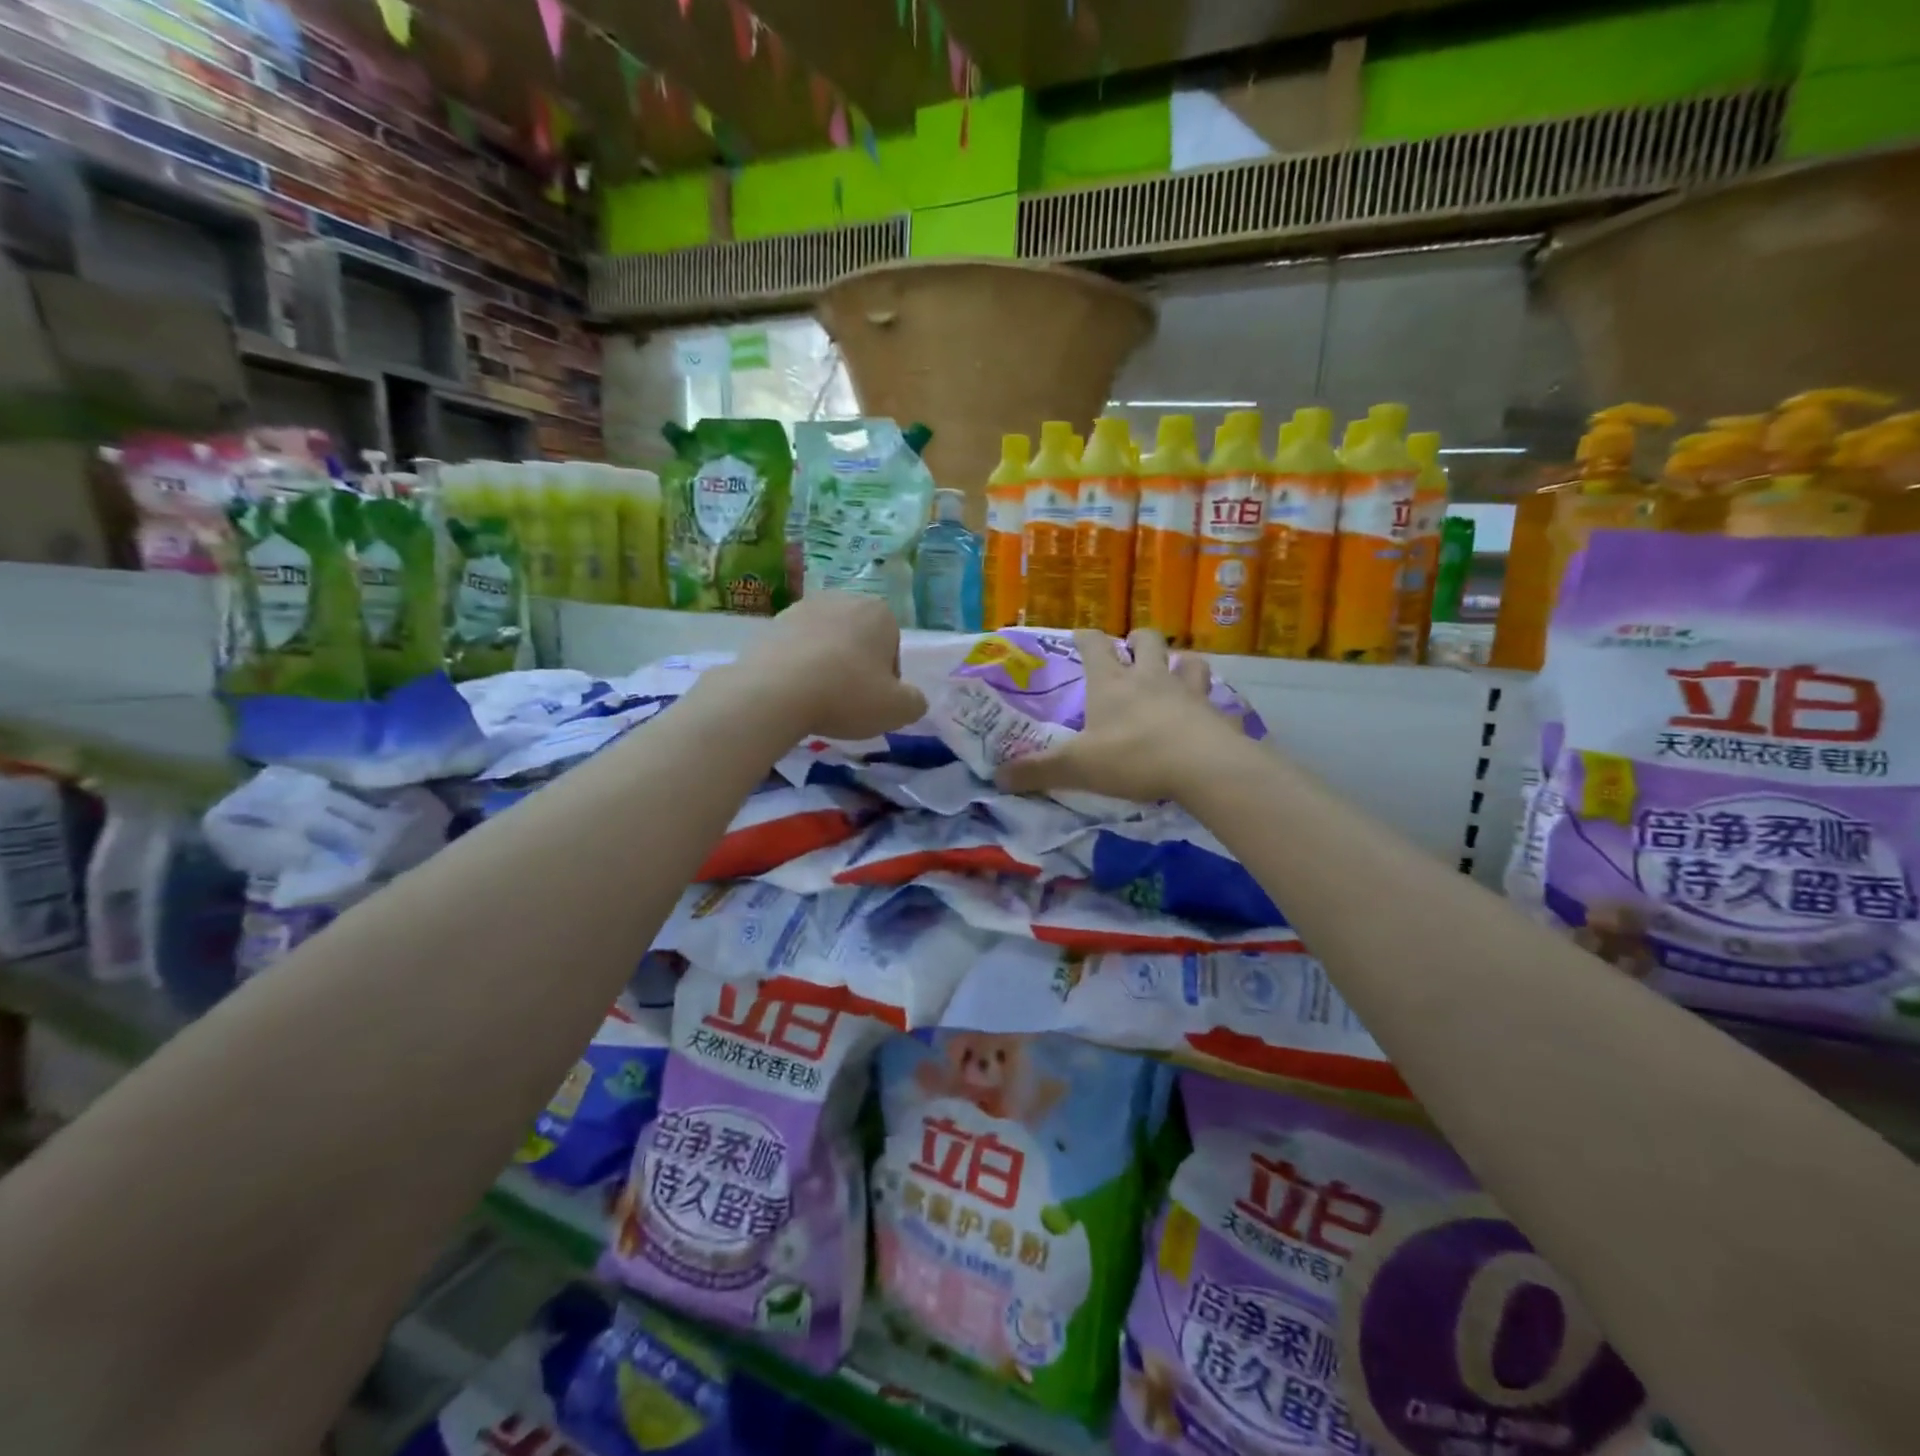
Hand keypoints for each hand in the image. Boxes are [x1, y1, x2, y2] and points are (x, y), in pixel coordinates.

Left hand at [732, 591, 928, 739]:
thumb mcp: (898, 710)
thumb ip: (915, 702)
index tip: (873, 701)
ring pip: (825, 642)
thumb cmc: (848, 694)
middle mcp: (843, 599)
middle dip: (855, 666)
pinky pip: (795, 648)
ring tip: (817, 698)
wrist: (776, 691)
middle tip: (846, 700)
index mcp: (880, 612)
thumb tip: (912, 699)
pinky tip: (793, 692)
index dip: (886, 680)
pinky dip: (797, 666)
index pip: (892, 649)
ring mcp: (803, 607)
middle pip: (858, 640)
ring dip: (825, 665)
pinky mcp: (771, 623)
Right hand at [995, 629, 1241, 802]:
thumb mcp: (1077, 767)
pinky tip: (1201, 712)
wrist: (1202, 766)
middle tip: (1130, 653)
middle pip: (1146, 640)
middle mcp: (1149, 677)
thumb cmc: (1133, 756)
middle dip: (1137, 640)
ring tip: (1172, 674)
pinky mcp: (1214, 712)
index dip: (1086, 638)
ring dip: (1178, 662)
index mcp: (1111, 683)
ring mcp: (1186, 691)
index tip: (1080, 636)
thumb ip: (1038, 771)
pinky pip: (1211, 695)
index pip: (1095, 645)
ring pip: (1186, 660)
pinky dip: (1204, 698)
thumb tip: (997, 778)